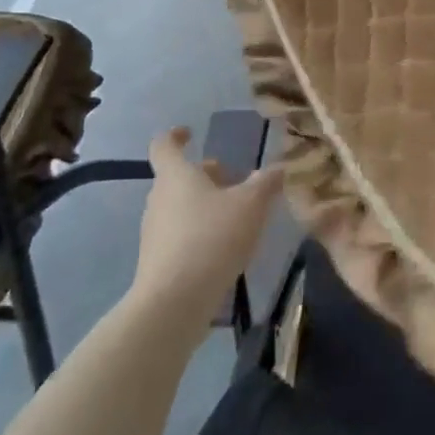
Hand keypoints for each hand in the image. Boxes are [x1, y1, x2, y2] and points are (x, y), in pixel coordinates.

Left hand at [129, 127, 282, 315]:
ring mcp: (155, 231)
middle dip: (206, 175)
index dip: (176, 135)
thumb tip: (279, 167)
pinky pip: (180, 233)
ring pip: (181, 206)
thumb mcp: (252, 204)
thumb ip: (266, 182)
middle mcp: (159, 199)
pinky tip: (226, 245)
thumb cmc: (212, 238)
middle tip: (235, 178)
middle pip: (178, 178)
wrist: (174, 302)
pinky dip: (201, 230)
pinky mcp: (158, 260)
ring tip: (238, 214)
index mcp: (177, 176)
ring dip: (206, 204)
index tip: (190, 132)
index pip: (164, 145)